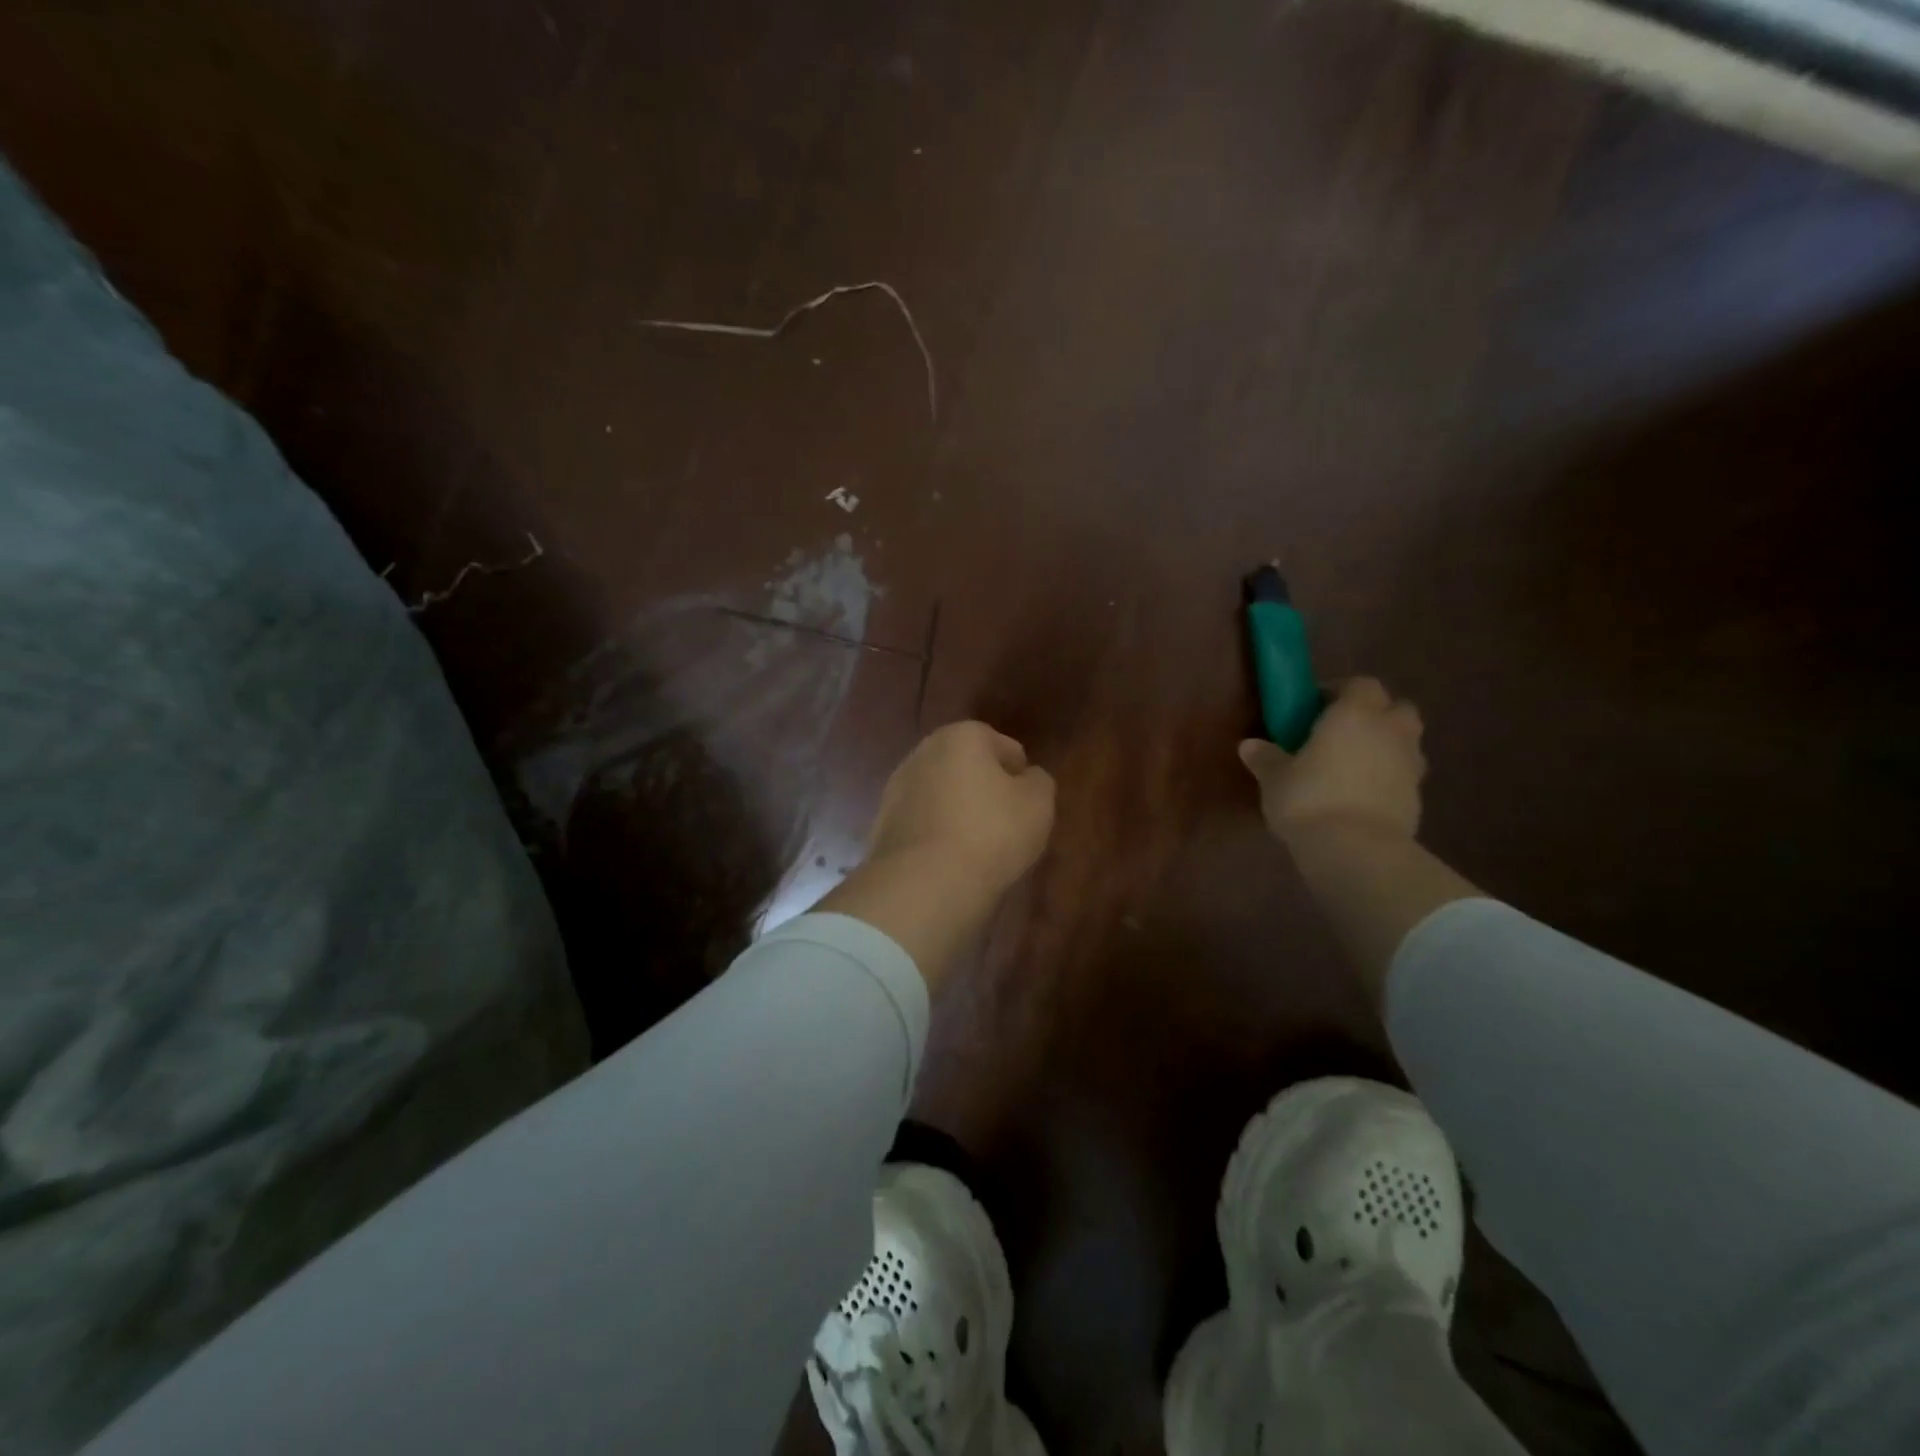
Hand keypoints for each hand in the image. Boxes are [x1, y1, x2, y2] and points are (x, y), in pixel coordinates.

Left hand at [867, 721, 1056, 895]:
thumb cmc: (991, 833)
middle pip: (967, 768)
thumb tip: (1027, 778)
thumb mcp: (1038, 804)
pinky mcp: (882, 824)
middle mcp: (923, 752)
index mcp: (962, 736)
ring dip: (958, 813)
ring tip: (977, 849)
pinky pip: (923, 823)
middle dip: (985, 791)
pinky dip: (936, 835)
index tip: (1027, 808)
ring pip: (941, 795)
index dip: (1021, 777)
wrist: (924, 884)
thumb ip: (1039, 782)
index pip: (1004, 747)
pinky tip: (949, 862)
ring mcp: (896, 788)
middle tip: (1005, 826)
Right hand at [1238, 677, 1425, 845]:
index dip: (1341, 692)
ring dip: (1386, 747)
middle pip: (1397, 709)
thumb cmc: (1309, 799)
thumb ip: (1266, 758)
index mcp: (1355, 714)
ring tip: (1353, 767)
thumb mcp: (1274, 778)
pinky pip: (1404, 776)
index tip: (1316, 708)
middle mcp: (1390, 731)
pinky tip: (1362, 797)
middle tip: (1342, 734)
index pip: (1361, 684)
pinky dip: (1389, 779)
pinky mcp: (1418, 798)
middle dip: (1376, 715)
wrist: (1355, 850)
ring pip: (1406, 743)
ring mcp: (1410, 765)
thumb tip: (1250, 746)